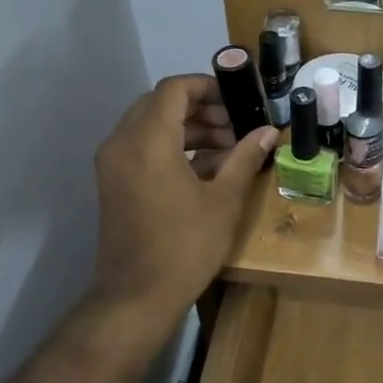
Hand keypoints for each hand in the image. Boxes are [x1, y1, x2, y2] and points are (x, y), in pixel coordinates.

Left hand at [86, 75, 276, 319]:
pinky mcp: (113, 183)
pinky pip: (141, 147)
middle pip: (160, 104)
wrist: (136, 296)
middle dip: (199, 108)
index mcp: (149, 141)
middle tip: (234, 125)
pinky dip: (171, 147)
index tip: (236, 100)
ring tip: (226, 147)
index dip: (207, 86)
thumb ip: (245, 158)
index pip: (174, 89)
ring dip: (187, 128)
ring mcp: (113, 164)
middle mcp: (122, 143)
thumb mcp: (224, 200)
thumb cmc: (185, 246)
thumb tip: (269, 131)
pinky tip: (205, 168)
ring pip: (150, 125)